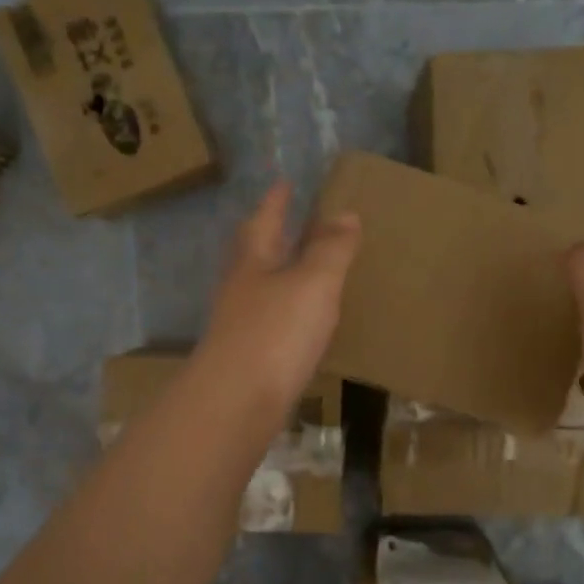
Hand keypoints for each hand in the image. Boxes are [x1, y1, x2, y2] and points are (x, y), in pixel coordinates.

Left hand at [196, 180, 360, 415]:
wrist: (238, 401)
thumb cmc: (276, 331)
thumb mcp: (313, 282)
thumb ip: (331, 249)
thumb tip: (346, 214)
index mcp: (253, 261)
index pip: (264, 219)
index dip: (276, 201)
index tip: (285, 182)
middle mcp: (241, 287)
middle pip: (255, 252)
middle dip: (273, 234)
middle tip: (291, 220)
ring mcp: (241, 323)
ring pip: (262, 287)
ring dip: (280, 273)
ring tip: (304, 268)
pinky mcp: (249, 356)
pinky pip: (271, 320)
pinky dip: (288, 311)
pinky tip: (303, 321)